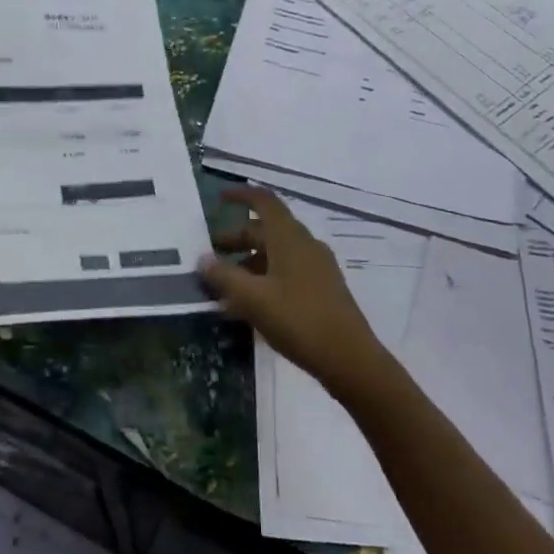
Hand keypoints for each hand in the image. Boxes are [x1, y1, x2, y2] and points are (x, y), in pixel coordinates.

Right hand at [198, 187, 387, 393]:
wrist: (350, 358)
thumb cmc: (298, 319)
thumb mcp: (253, 299)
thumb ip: (224, 277)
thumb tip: (203, 260)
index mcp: (289, 238)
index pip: (264, 201)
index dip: (241, 195)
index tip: (219, 198)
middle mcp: (305, 245)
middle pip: (266, 230)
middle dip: (237, 239)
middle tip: (210, 256)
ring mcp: (317, 267)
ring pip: (276, 254)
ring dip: (248, 264)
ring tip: (224, 288)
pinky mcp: (322, 290)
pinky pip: (287, 273)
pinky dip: (264, 279)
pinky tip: (249, 306)